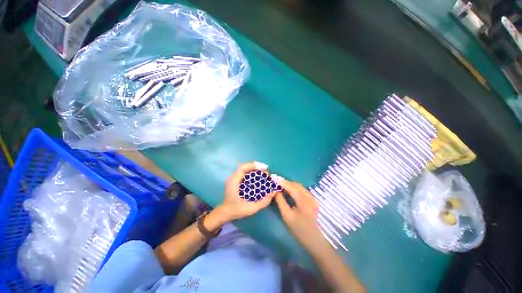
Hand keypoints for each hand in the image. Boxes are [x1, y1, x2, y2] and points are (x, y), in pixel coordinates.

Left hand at [217, 161, 275, 221]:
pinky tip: (258, 177)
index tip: (264, 167)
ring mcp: (234, 179)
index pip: (243, 168)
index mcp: (234, 182)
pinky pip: (245, 173)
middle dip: (256, 167)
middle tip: (266, 171)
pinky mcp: (236, 181)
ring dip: (255, 169)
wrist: (225, 213)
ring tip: (264, 172)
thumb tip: (274, 192)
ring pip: (245, 169)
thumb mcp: (251, 209)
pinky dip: (252, 172)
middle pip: (245, 167)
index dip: (254, 165)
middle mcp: (233, 178)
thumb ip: (263, 202)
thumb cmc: (236, 211)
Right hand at [272, 175, 324, 248]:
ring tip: (280, 185)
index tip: (273, 177)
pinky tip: (288, 190)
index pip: (291, 187)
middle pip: (296, 185)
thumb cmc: (300, 231)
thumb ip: (280, 201)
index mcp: (304, 201)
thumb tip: (275, 191)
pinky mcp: (313, 200)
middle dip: (285, 182)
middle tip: (275, 181)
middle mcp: (310, 196)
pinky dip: (294, 188)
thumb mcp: (287, 216)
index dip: (282, 181)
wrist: (315, 241)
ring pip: (299, 187)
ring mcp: (312, 198)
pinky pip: (302, 190)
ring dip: (289, 185)